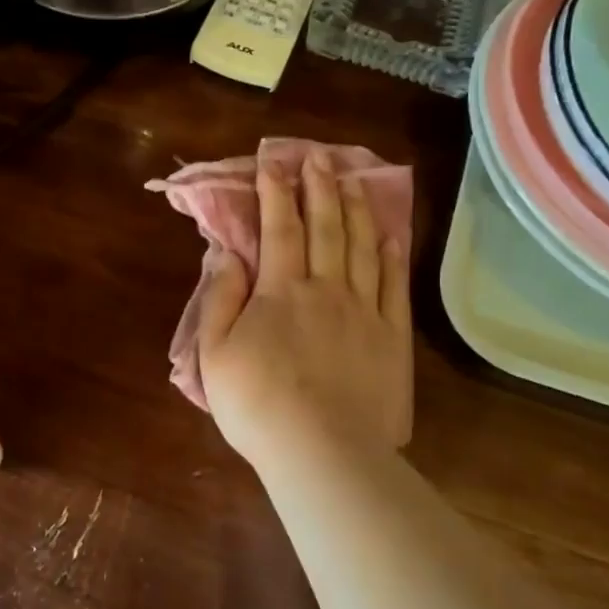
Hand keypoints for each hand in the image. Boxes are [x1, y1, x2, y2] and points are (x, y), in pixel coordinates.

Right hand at [196, 150, 412, 471]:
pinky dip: (391, 256)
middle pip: (326, 226)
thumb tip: (227, 252)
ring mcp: (365, 310)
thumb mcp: (215, 352)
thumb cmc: (258, 403)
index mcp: (281, 290)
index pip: (279, 228)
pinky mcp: (392, 337)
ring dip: (356, 209)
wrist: (324, 451)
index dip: (275, 192)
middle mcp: (326, 288)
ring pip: (362, 246)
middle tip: (318, 157)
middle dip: (319, 187)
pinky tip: (390, 235)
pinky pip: (393, 286)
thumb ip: (219, 297)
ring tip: (353, 180)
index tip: (273, 163)